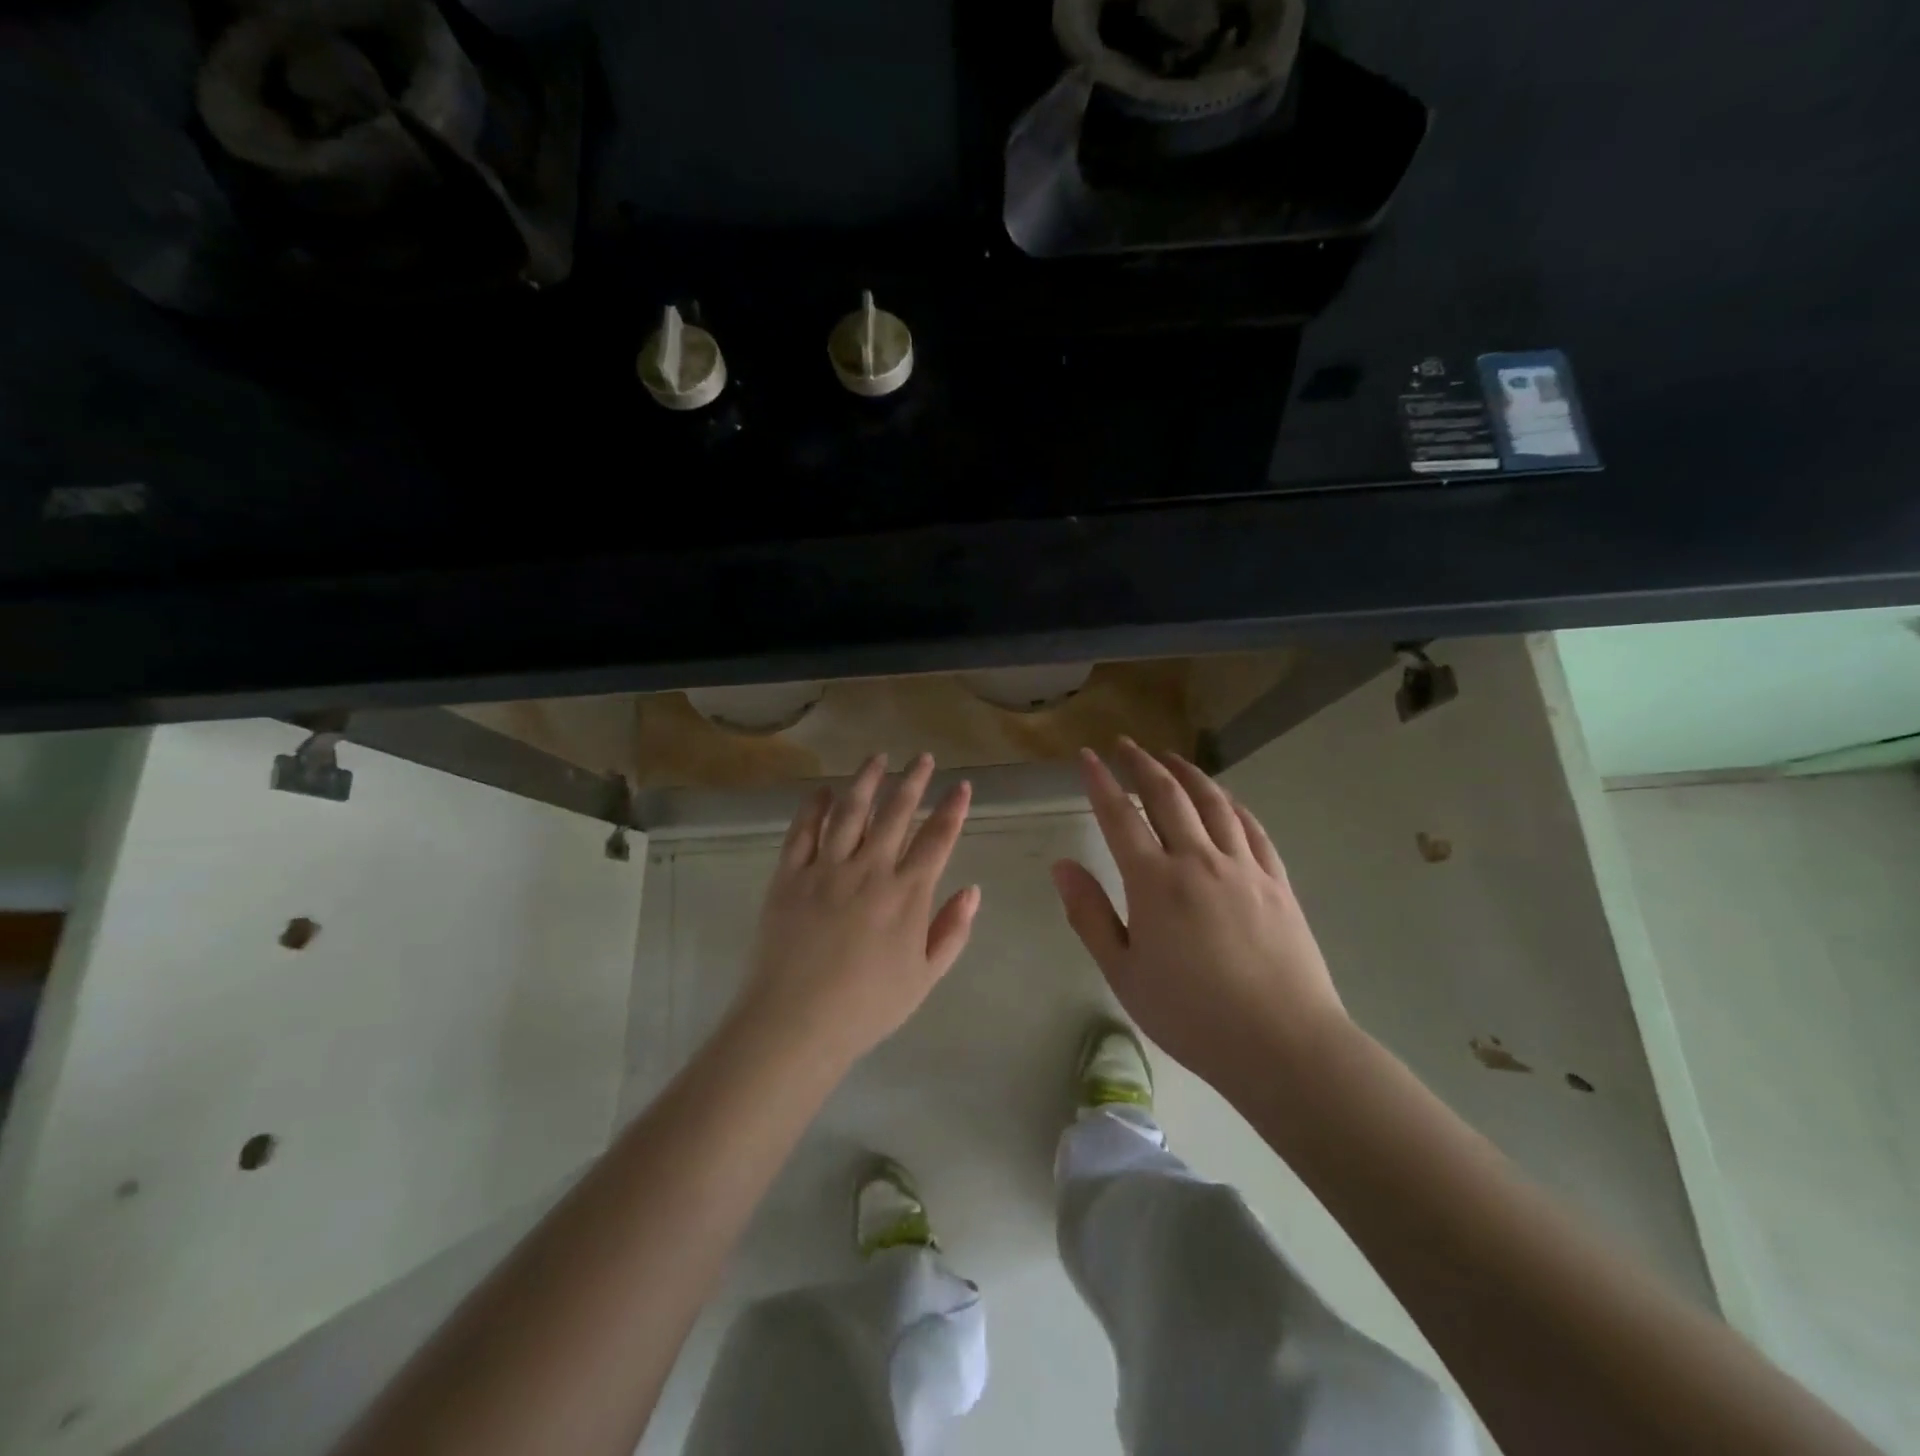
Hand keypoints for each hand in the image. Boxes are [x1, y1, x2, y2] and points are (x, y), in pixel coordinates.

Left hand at [732, 753, 979, 1074]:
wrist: (796, 1022)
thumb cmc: (868, 1007)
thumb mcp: (925, 977)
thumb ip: (951, 930)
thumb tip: (972, 889)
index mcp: (907, 894)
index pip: (937, 838)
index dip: (952, 809)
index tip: (961, 785)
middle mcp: (869, 870)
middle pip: (896, 813)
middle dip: (913, 781)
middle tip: (923, 757)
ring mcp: (826, 868)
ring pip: (850, 810)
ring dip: (866, 780)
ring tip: (878, 757)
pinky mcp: (789, 875)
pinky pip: (803, 831)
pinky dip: (813, 806)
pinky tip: (822, 790)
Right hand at [1052, 739, 1347, 1093]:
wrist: (1282, 1044)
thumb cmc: (1191, 1015)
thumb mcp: (1124, 973)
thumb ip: (1090, 915)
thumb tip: (1062, 865)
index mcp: (1155, 882)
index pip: (1119, 816)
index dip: (1099, 781)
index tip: (1086, 755)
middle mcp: (1198, 860)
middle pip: (1167, 796)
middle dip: (1142, 763)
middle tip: (1125, 744)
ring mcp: (1243, 867)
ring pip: (1213, 803)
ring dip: (1187, 773)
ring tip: (1170, 757)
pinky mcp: (1277, 882)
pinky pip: (1252, 828)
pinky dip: (1233, 804)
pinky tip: (1225, 799)